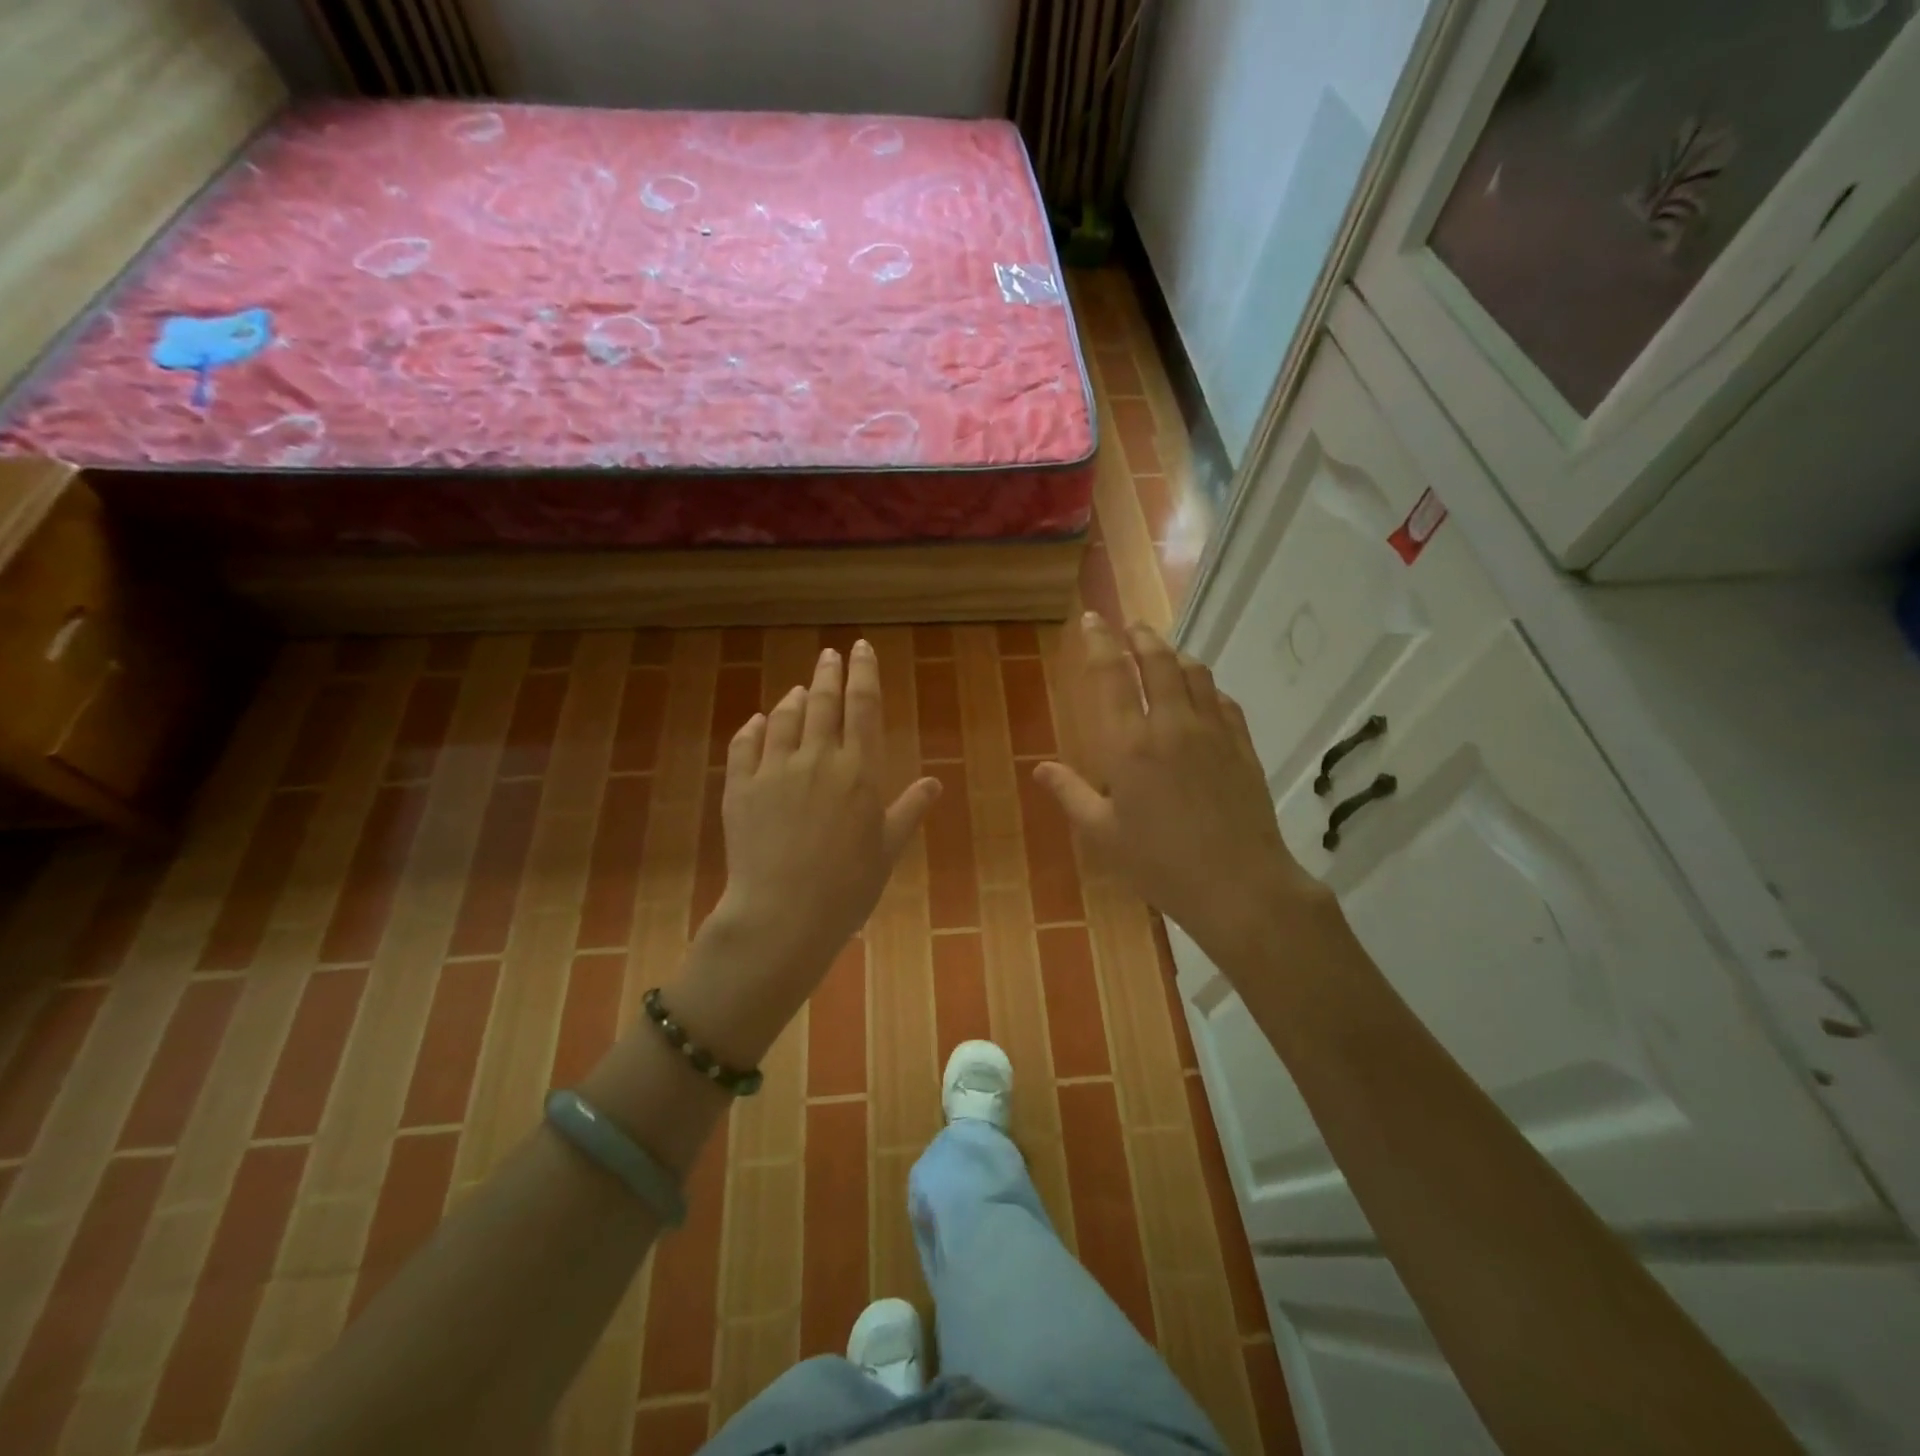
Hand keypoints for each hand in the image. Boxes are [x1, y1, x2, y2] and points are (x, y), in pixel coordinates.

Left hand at [676, 640, 940, 1058]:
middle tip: (831, 654)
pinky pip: (745, 745)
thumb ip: (909, 809)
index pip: (864, 706)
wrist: (783, 914)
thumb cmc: (848, 886)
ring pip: (784, 718)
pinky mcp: (740, 787)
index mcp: (859, 770)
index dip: (864, 673)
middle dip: (829, 672)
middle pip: (824, 702)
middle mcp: (818, 758)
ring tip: (800, 690)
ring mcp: (775, 770)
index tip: (861, 648)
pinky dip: (754, 728)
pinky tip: (758, 722)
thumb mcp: (888, 849)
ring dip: (794, 699)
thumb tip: (935, 783)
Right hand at [1034, 613, 1327, 972]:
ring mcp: (1213, 732)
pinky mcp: (1242, 746)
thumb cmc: (1160, 863)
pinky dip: (1208, 687)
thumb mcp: (1103, 834)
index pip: (1111, 675)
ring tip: (1164, 652)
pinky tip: (1203, 694)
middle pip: (1158, 661)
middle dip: (1141, 637)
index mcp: (1130, 744)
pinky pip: (1224, 701)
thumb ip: (1070, 794)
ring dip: (1176, 655)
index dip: (1099, 642)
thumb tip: (1040, 768)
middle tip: (1130, 626)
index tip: (1091, 620)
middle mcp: (1171, 725)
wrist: (1239, 884)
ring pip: (1195, 674)